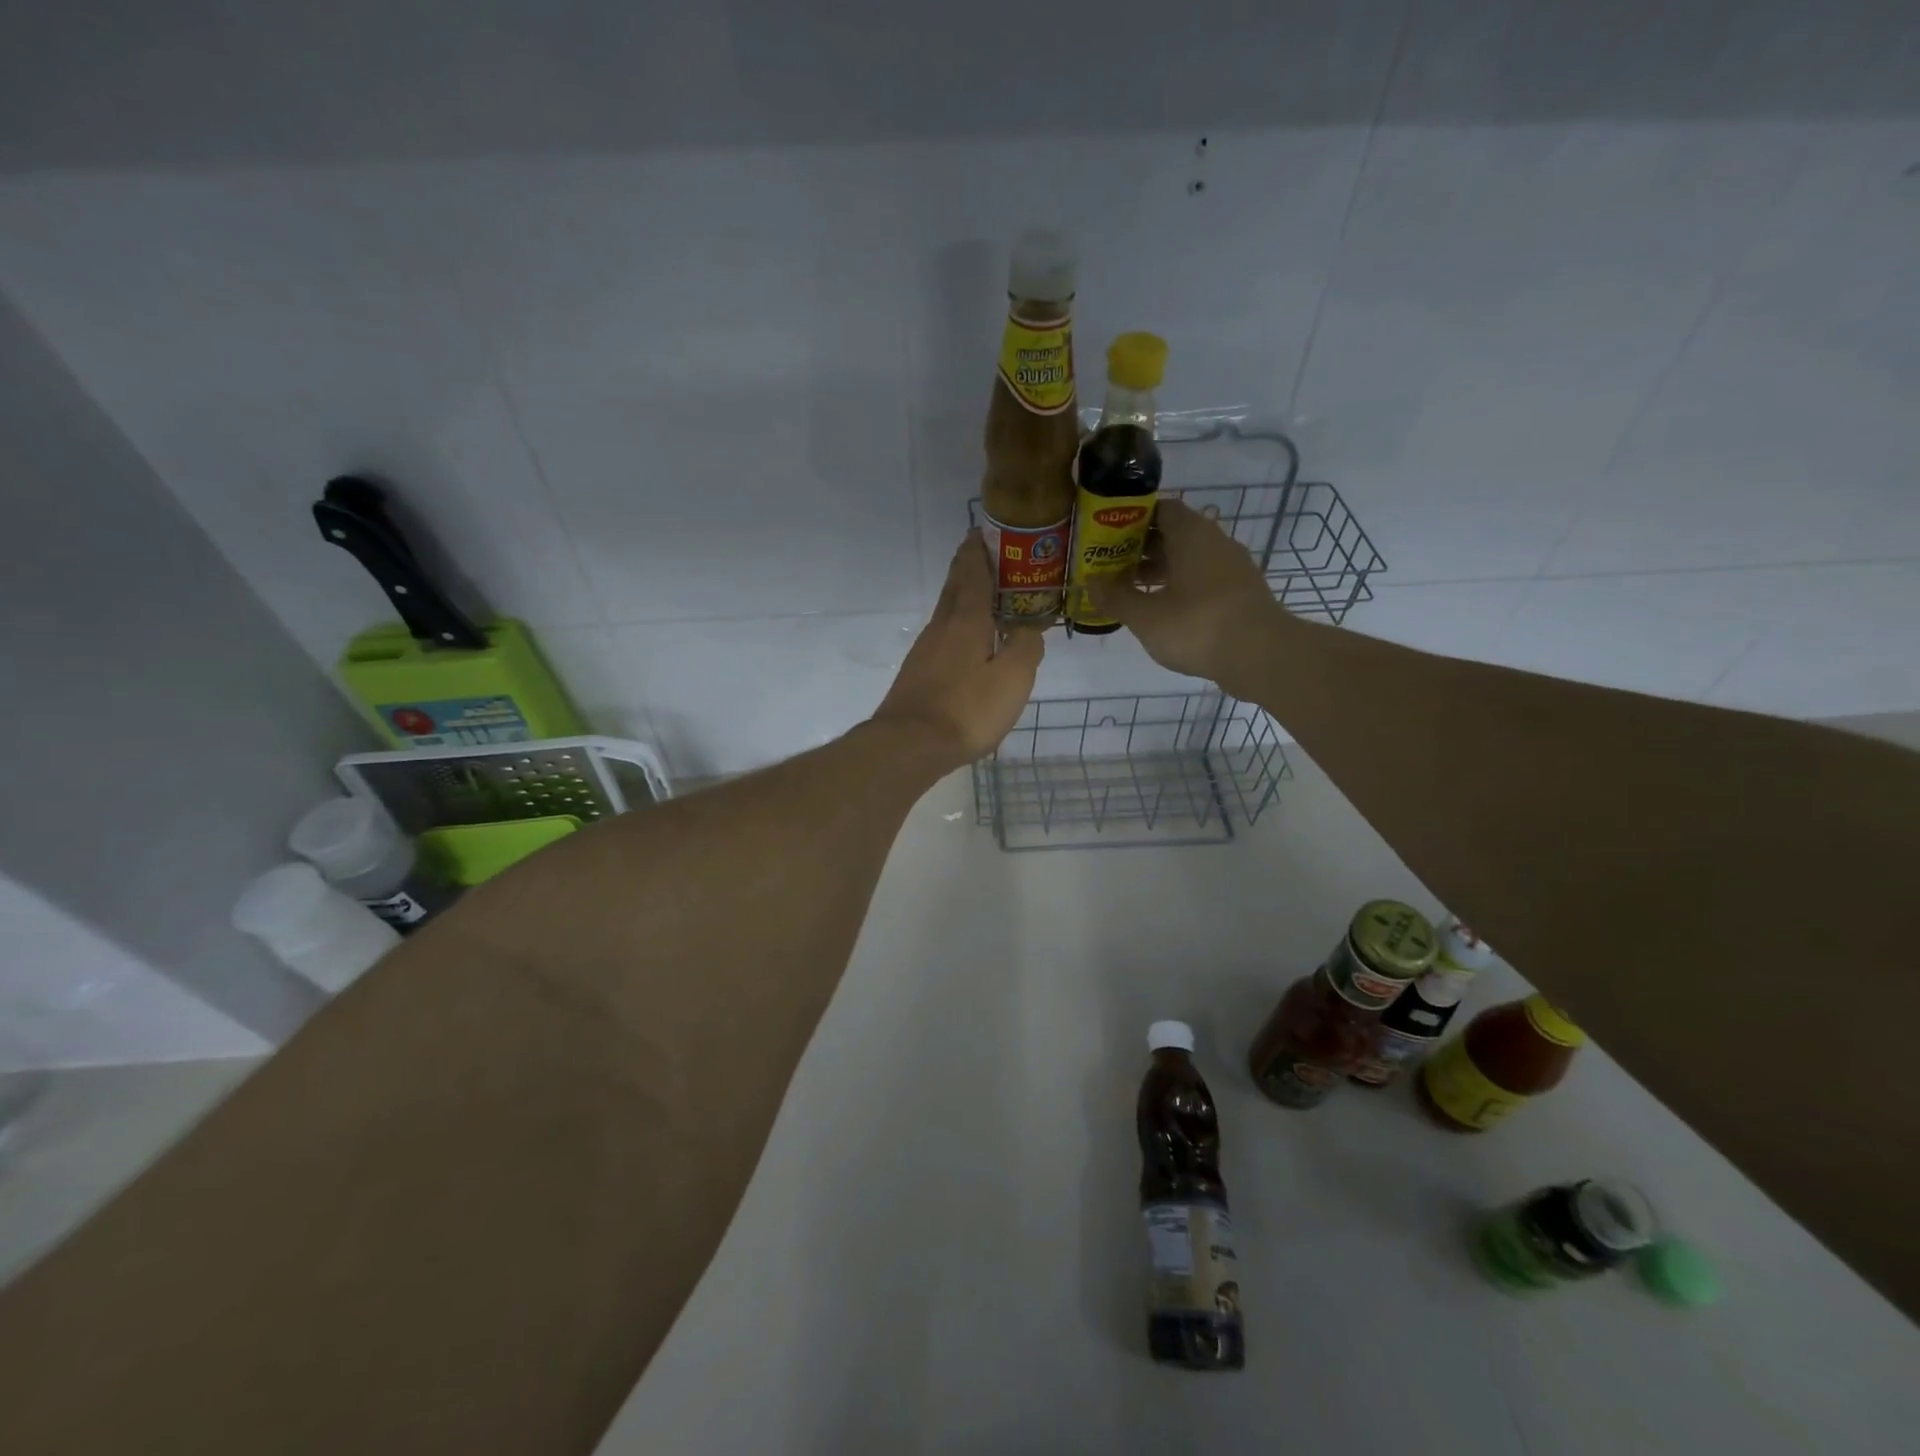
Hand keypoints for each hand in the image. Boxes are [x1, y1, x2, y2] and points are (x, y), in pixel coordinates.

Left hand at [873, 532, 1042, 767]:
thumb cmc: (967, 708)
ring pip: (945, 613)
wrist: (911, 745)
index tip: (982, 532)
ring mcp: (924, 652)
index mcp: (966, 621)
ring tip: (981, 596)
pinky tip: (965, 643)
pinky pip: (941, 638)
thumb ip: (1025, 647)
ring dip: (961, 597)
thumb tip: (1028, 629)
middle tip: (982, 554)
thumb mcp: (1012, 678)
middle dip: (966, 568)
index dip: (978, 553)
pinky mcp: (917, 674)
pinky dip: (956, 628)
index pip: (973, 575)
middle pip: (953, 588)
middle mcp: (941, 628)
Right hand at [1086, 497, 1281, 694]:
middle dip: (1143, 548)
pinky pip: (1204, 581)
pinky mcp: (1241, 594)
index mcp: (1192, 534)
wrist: (1261, 655)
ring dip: (1161, 571)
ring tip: (1132, 591)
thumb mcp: (1146, 616)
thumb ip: (1116, 598)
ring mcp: (1233, 569)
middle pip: (1175, 535)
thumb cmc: (1197, 626)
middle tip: (1113, 566)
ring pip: (1190, 560)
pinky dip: (1181, 589)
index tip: (1109, 535)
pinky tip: (1162, 611)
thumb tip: (1091, 583)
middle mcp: (1215, 542)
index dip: (1133, 519)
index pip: (1162, 509)